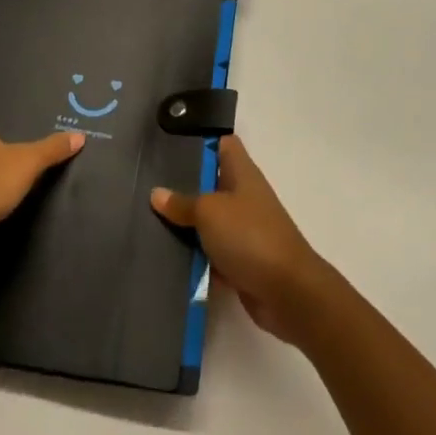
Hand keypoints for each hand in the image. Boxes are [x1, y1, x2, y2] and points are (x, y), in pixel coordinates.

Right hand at [151, 135, 334, 346]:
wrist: (288, 292)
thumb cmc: (250, 236)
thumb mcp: (210, 212)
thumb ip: (182, 203)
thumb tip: (157, 193)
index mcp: (242, 173)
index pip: (222, 144)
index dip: (200, 141)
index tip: (169, 146)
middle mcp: (243, 197)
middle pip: (210, 183)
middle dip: (182, 186)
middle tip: (147, 186)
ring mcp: (243, 230)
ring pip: (208, 221)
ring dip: (185, 225)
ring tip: (147, 221)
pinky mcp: (240, 261)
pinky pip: (211, 252)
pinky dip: (194, 256)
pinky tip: (165, 257)